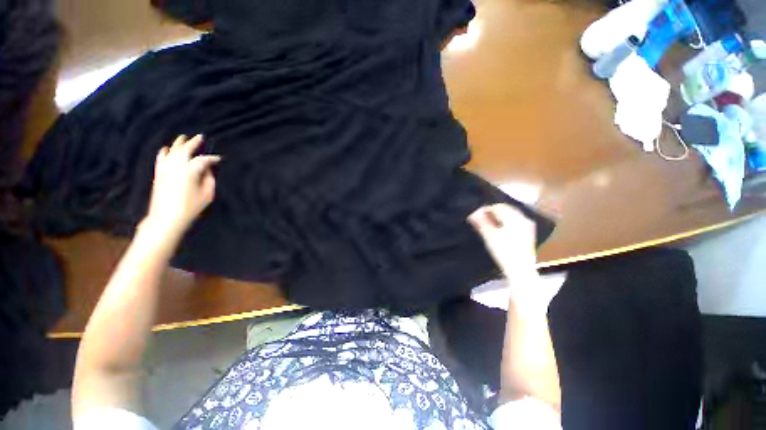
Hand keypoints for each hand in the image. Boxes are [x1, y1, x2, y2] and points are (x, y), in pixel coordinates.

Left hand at [144, 134, 219, 235]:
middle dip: (193, 143)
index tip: (220, 158)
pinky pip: (161, 159)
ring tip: (183, 137)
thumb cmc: (191, 208)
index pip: (204, 160)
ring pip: (172, 152)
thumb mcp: (207, 194)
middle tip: (200, 137)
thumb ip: (209, 179)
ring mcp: (165, 170)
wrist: (166, 219)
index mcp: (191, 171)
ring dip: (178, 144)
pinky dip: (164, 152)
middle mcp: (177, 167)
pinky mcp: (159, 175)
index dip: (213, 158)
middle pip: (185, 150)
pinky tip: (165, 148)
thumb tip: (209, 170)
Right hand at [469, 204, 536, 273]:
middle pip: (506, 209)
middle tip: (481, 219)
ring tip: (489, 224)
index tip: (476, 215)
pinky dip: (506, 221)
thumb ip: (481, 222)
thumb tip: (473, 213)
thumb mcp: (489, 236)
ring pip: (511, 215)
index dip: (486, 209)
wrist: (520, 270)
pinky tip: (499, 228)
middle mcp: (523, 219)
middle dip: (493, 212)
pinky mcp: (528, 233)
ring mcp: (527, 226)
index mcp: (515, 218)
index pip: (498, 207)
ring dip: (499, 217)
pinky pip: (515, 221)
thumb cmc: (504, 252)